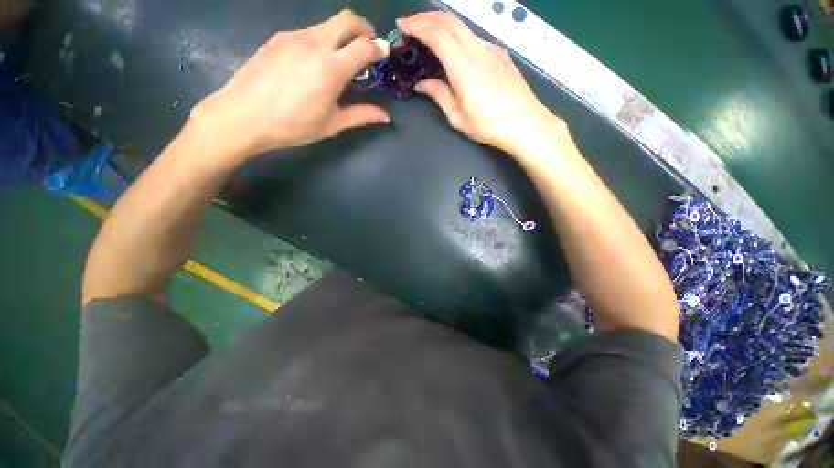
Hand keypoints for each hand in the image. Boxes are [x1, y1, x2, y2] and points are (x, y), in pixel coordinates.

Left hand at [190, 10, 389, 166]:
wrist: (244, 116)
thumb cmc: (293, 125)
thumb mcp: (332, 124)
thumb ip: (361, 115)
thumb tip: (385, 116)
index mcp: (331, 68)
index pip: (364, 45)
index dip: (378, 47)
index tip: (383, 54)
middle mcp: (314, 43)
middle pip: (347, 19)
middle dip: (364, 28)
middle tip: (367, 47)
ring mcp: (294, 37)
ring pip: (326, 25)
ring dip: (341, 37)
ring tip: (339, 62)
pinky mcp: (278, 38)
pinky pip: (308, 32)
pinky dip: (321, 42)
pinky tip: (314, 64)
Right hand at [397, 12, 561, 154]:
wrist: (525, 123)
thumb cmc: (489, 125)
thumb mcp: (458, 117)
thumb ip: (439, 95)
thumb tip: (422, 84)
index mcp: (464, 67)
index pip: (438, 34)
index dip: (417, 26)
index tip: (402, 26)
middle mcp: (478, 49)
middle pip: (449, 21)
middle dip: (426, 18)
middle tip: (410, 26)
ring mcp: (491, 49)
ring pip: (462, 26)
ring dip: (441, 25)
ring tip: (427, 34)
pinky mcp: (499, 53)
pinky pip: (472, 37)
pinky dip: (456, 35)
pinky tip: (451, 48)